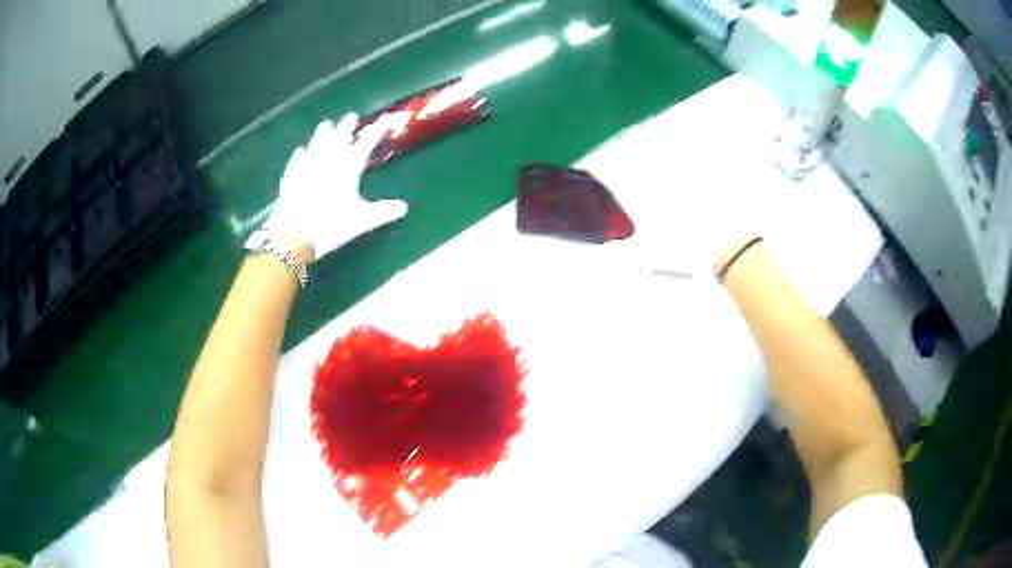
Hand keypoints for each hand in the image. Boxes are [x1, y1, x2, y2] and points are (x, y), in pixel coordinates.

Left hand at [263, 113, 407, 262]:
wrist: (294, 235)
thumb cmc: (331, 225)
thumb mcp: (362, 221)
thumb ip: (383, 212)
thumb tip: (404, 207)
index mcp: (347, 168)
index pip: (364, 145)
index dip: (375, 132)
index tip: (384, 120)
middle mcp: (327, 161)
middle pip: (337, 138)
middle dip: (346, 126)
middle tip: (351, 116)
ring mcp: (306, 167)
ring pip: (316, 144)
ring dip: (322, 134)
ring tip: (326, 124)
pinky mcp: (291, 178)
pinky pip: (296, 161)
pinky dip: (300, 154)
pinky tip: (300, 150)